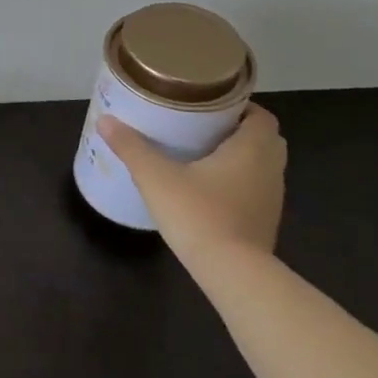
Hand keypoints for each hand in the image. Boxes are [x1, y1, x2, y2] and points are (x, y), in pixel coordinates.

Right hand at [96, 102, 286, 259]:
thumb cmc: (199, 213)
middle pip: (264, 138)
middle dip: (237, 129)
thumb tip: (105, 121)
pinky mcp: (265, 220)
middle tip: (201, 126)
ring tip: (201, 153)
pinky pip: (255, 188)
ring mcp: (272, 198)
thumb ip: (131, 147)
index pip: (260, 115)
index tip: (209, 105)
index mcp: (252, 148)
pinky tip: (207, 188)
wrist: (232, 272)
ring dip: (239, 156)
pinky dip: (238, 181)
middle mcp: (270, 168)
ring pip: (261, 165)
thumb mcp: (156, 176)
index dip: (239, 106)